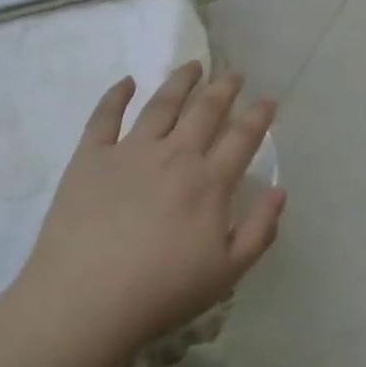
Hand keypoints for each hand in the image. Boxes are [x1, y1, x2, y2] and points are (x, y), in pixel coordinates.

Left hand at [18, 63, 284, 362]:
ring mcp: (130, 151)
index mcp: (209, 182)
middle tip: (234, 74)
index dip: (259, 116)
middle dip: (224, 89)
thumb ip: (260, 230)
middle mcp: (174, 155)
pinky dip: (117, 94)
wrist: (85, 301)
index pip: (242, 138)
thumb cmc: (161, 292)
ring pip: (161, 104)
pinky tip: (127, 81)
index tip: (268, 100)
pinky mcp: (90, 157)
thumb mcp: (227, 273)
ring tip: (192, 65)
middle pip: (205, 111)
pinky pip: (105, 116)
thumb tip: (280, 190)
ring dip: (180, 81)